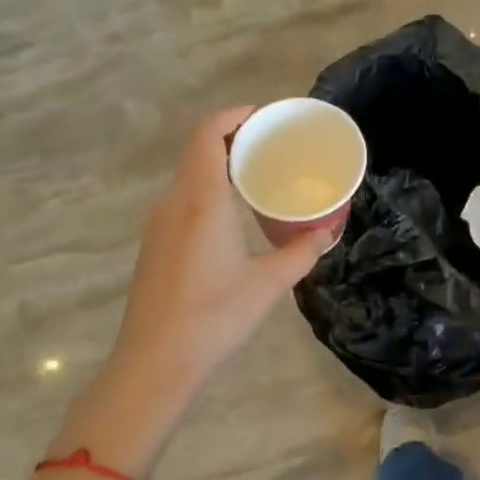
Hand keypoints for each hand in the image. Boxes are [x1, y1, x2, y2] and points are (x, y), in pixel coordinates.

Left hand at [110, 107, 333, 398]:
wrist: (153, 364)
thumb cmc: (213, 316)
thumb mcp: (268, 284)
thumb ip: (301, 253)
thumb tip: (327, 233)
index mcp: (201, 198)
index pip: (209, 132)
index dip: (235, 115)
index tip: (266, 118)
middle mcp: (175, 201)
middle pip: (199, 149)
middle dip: (235, 138)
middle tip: (273, 146)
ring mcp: (159, 223)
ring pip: (190, 174)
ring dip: (220, 164)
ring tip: (258, 176)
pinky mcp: (154, 244)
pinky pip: (183, 198)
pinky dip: (208, 188)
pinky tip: (232, 215)